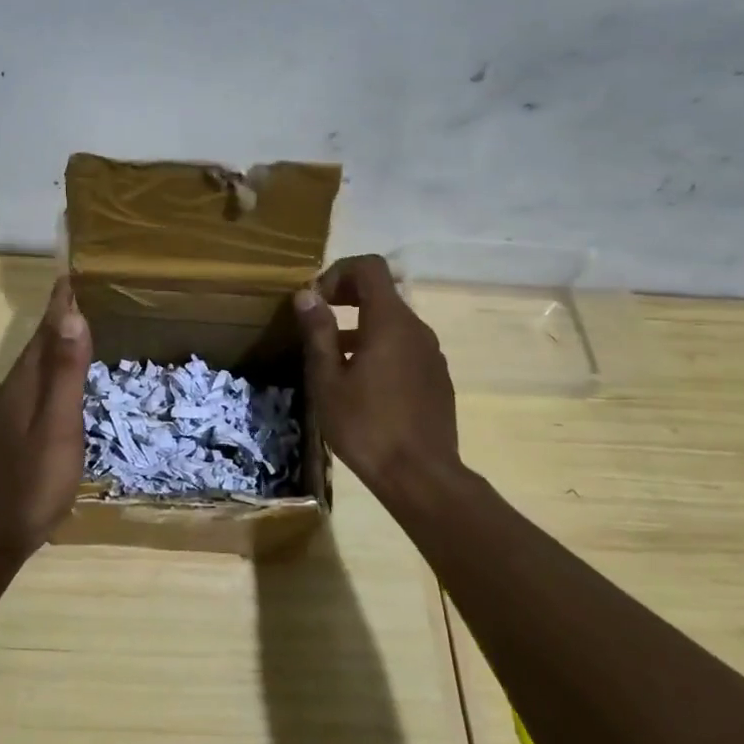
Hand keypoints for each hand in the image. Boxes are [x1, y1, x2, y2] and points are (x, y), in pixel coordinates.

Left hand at [0, 277, 92, 562]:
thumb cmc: (34, 480)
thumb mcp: (58, 425)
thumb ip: (65, 373)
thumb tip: (71, 316)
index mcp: (23, 385)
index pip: (44, 333)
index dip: (58, 307)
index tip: (69, 277)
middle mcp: (11, 392)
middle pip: (36, 347)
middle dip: (56, 321)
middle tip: (78, 297)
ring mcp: (8, 414)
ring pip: (34, 368)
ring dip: (53, 346)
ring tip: (74, 331)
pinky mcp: (11, 433)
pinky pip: (34, 387)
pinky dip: (50, 372)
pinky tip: (60, 384)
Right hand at [294, 254, 464, 500]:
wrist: (421, 476)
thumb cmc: (366, 426)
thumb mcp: (328, 380)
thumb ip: (319, 332)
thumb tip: (307, 295)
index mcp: (390, 322)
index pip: (369, 267)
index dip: (338, 272)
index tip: (316, 300)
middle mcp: (416, 328)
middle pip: (382, 292)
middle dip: (346, 297)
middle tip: (318, 324)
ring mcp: (431, 354)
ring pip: (392, 321)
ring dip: (361, 326)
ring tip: (333, 360)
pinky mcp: (436, 377)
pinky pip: (405, 346)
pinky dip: (380, 347)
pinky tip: (362, 384)